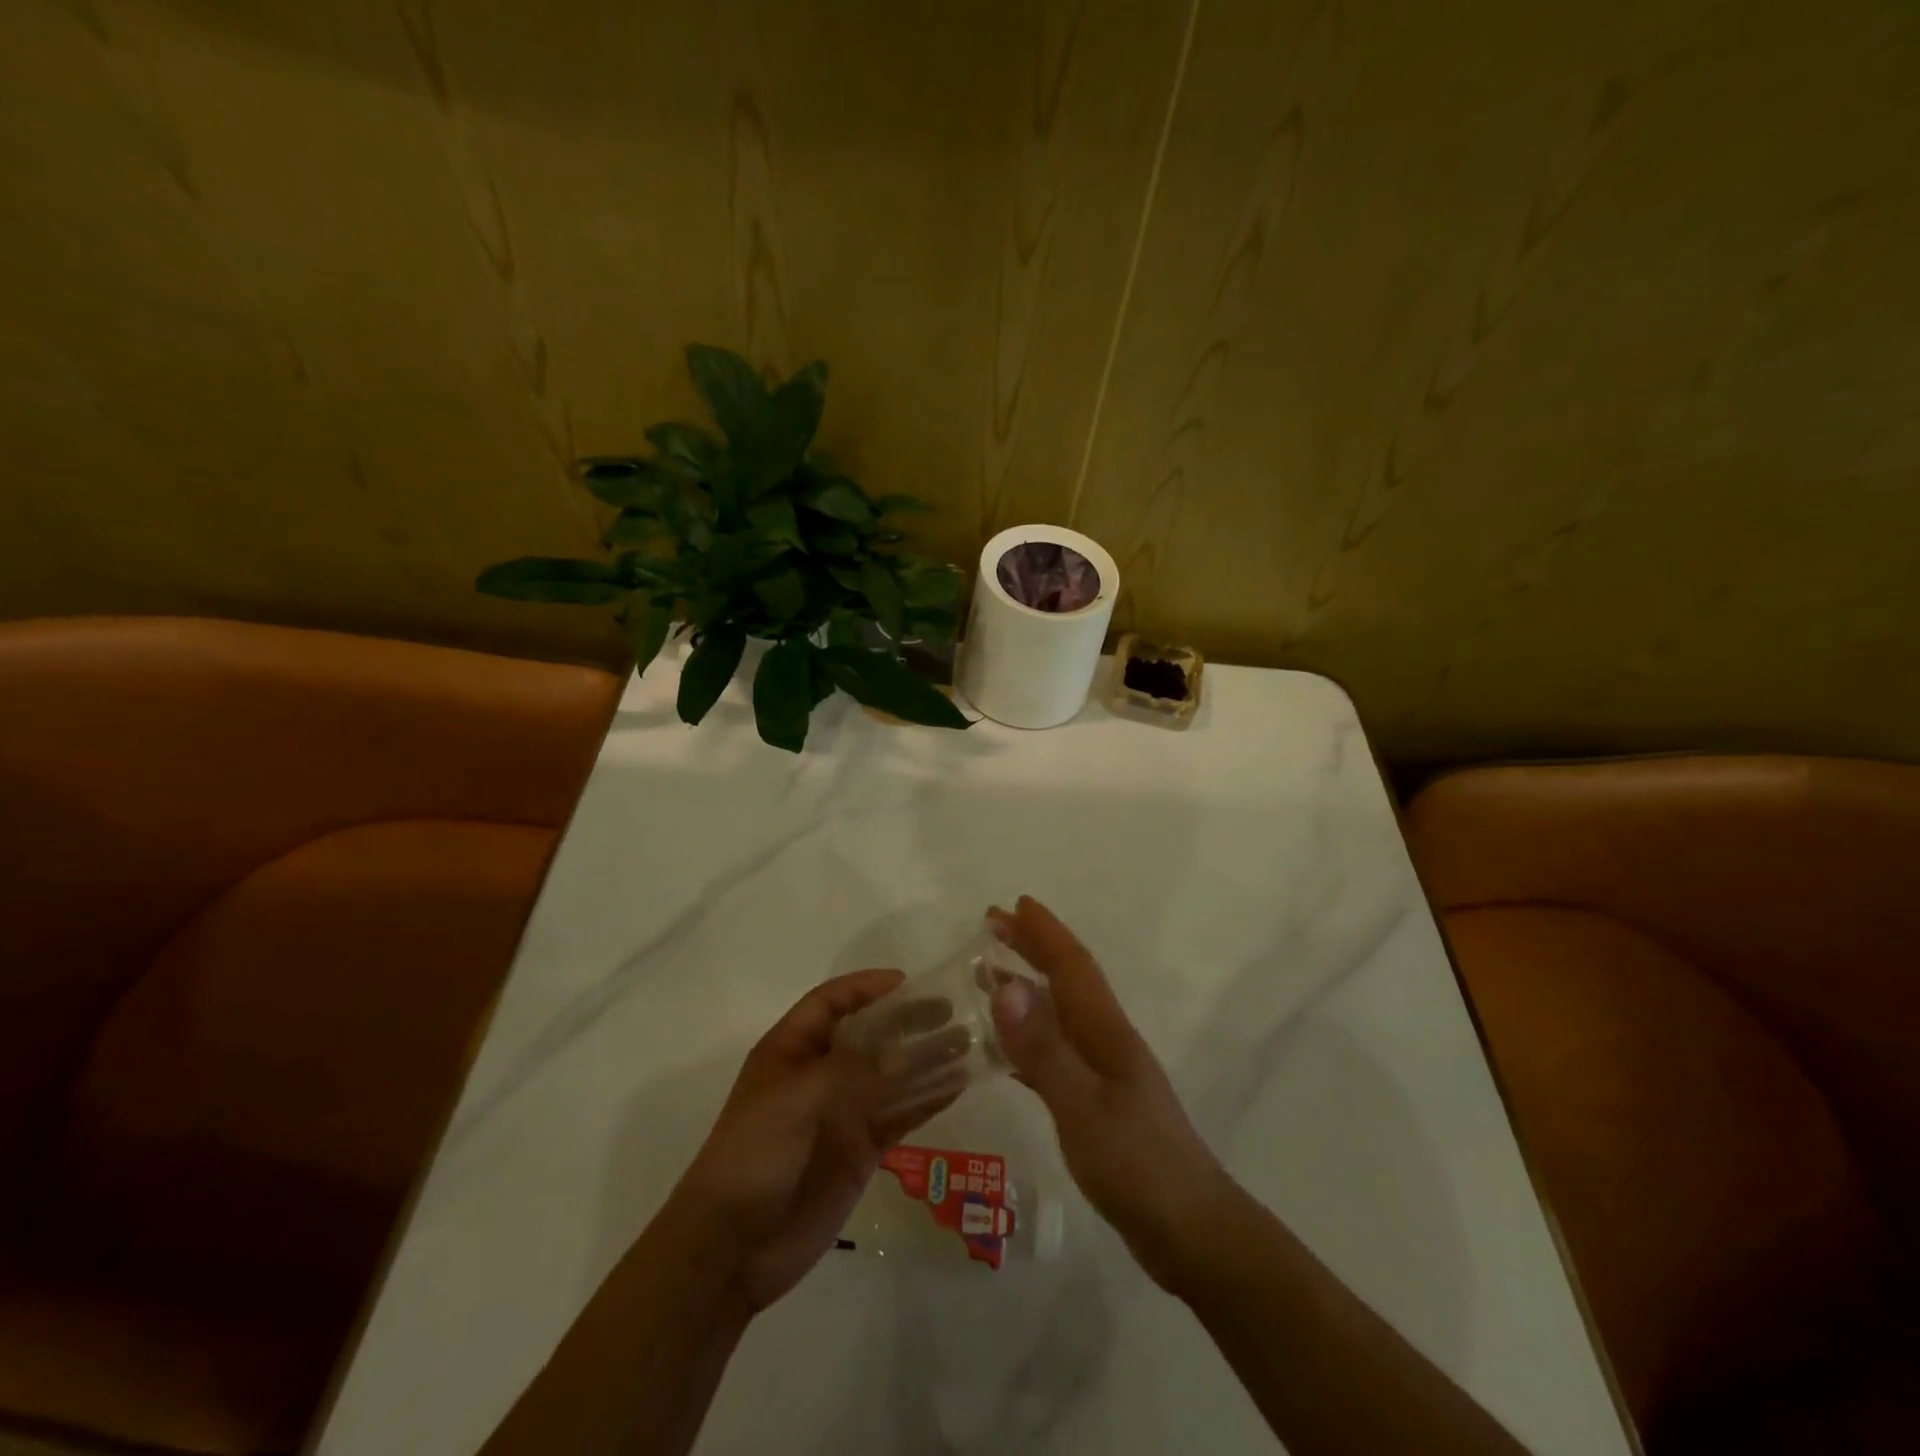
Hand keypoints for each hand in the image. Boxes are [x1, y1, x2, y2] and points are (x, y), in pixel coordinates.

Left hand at [671, 969, 951, 1312]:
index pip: (832, 1002)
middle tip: (950, 1012)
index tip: (908, 982)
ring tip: (966, 1044)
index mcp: (792, 1049)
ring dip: (926, 1059)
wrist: (732, 1247)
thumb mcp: (796, 1099)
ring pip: (892, 1074)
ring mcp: (843, 1112)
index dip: (866, 987)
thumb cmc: (753, 1154)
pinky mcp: (861, 1149)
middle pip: (870, 1034)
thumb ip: (853, 1072)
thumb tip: (906, 1052)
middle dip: (906, 1020)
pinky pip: (900, 1115)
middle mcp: (821, 1073)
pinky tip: (957, 1086)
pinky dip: (927, 1100)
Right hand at [988, 896, 1232, 1290]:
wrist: (1192, 1233)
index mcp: (1106, 1031)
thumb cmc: (1138, 1165)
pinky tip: (1008, 1050)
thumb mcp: (1083, 1106)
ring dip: (1028, 987)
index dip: (1044, 933)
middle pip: (1066, 981)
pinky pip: (1054, 1053)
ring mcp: (1104, 1073)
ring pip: (1059, 1014)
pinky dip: (1029, 1038)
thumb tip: (1006, 985)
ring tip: (990, 973)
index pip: (1072, 966)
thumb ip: (1043, 1048)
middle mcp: (1106, 1040)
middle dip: (1033, 947)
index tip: (1013, 903)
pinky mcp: (1098, 1104)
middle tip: (992, 924)